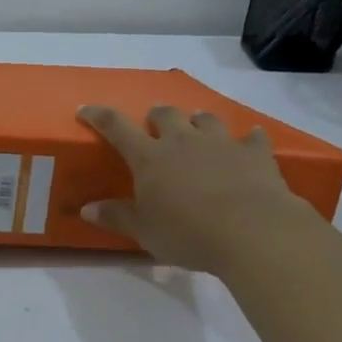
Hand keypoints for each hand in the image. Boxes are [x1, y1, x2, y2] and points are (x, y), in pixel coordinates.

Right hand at [76, 104, 316, 274]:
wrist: (252, 231)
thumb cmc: (188, 233)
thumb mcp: (144, 231)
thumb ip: (116, 217)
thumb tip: (87, 209)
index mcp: (150, 157)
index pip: (117, 127)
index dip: (99, 115)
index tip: (87, 108)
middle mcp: (183, 141)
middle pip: (166, 115)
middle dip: (157, 115)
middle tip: (154, 122)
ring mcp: (221, 143)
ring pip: (206, 119)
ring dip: (198, 120)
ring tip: (197, 125)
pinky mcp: (255, 154)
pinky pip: (252, 137)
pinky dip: (249, 137)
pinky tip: (251, 137)